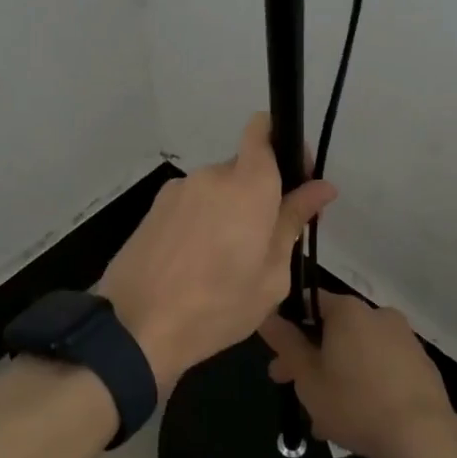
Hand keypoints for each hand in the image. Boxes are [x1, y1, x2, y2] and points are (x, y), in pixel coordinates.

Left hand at [94, 114, 335, 395]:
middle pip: (243, 169)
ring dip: (228, 213)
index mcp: (247, 185)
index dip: (283, 143)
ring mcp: (176, 190)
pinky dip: (202, 223)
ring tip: (226, 262)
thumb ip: (293, 222)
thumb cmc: (217, 306)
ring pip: (216, 191)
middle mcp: (210, 176)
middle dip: (259, 195)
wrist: (135, 327)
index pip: (262, 130)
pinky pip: (192, 206)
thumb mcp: (271, 275)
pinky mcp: (153, 209)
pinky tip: (197, 264)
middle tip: (266, 242)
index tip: (296, 178)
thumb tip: (322, 187)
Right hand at [260, 291, 456, 457]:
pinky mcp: (420, 364)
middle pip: (333, 330)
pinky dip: (364, 383)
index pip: (308, 304)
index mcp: (348, 310)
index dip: (288, 330)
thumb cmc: (355, 403)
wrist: (424, 437)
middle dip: (310, 359)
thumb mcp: (307, 377)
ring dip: (336, 376)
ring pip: (356, 353)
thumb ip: (286, 344)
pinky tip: (355, 418)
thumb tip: (267, 316)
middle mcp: (377, 314)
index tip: (279, 359)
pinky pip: (380, 367)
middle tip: (293, 391)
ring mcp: (403, 339)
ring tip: (324, 418)